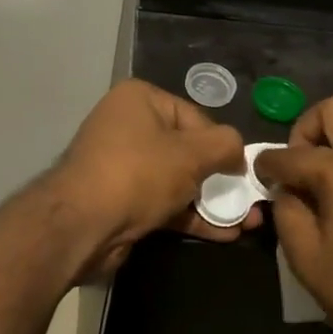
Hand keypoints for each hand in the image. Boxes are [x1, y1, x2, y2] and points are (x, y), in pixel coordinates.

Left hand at [50, 79, 255, 276]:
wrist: (81, 225)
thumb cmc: (139, 173)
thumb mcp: (192, 153)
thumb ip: (225, 145)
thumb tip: (239, 152)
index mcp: (140, 99)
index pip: (195, 117)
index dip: (222, 145)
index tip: (241, 172)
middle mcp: (128, 125)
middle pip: (187, 150)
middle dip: (221, 178)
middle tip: (250, 201)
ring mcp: (122, 165)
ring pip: (177, 180)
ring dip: (211, 201)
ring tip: (247, 223)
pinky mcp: (121, 200)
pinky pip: (164, 202)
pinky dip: (191, 215)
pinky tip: (224, 234)